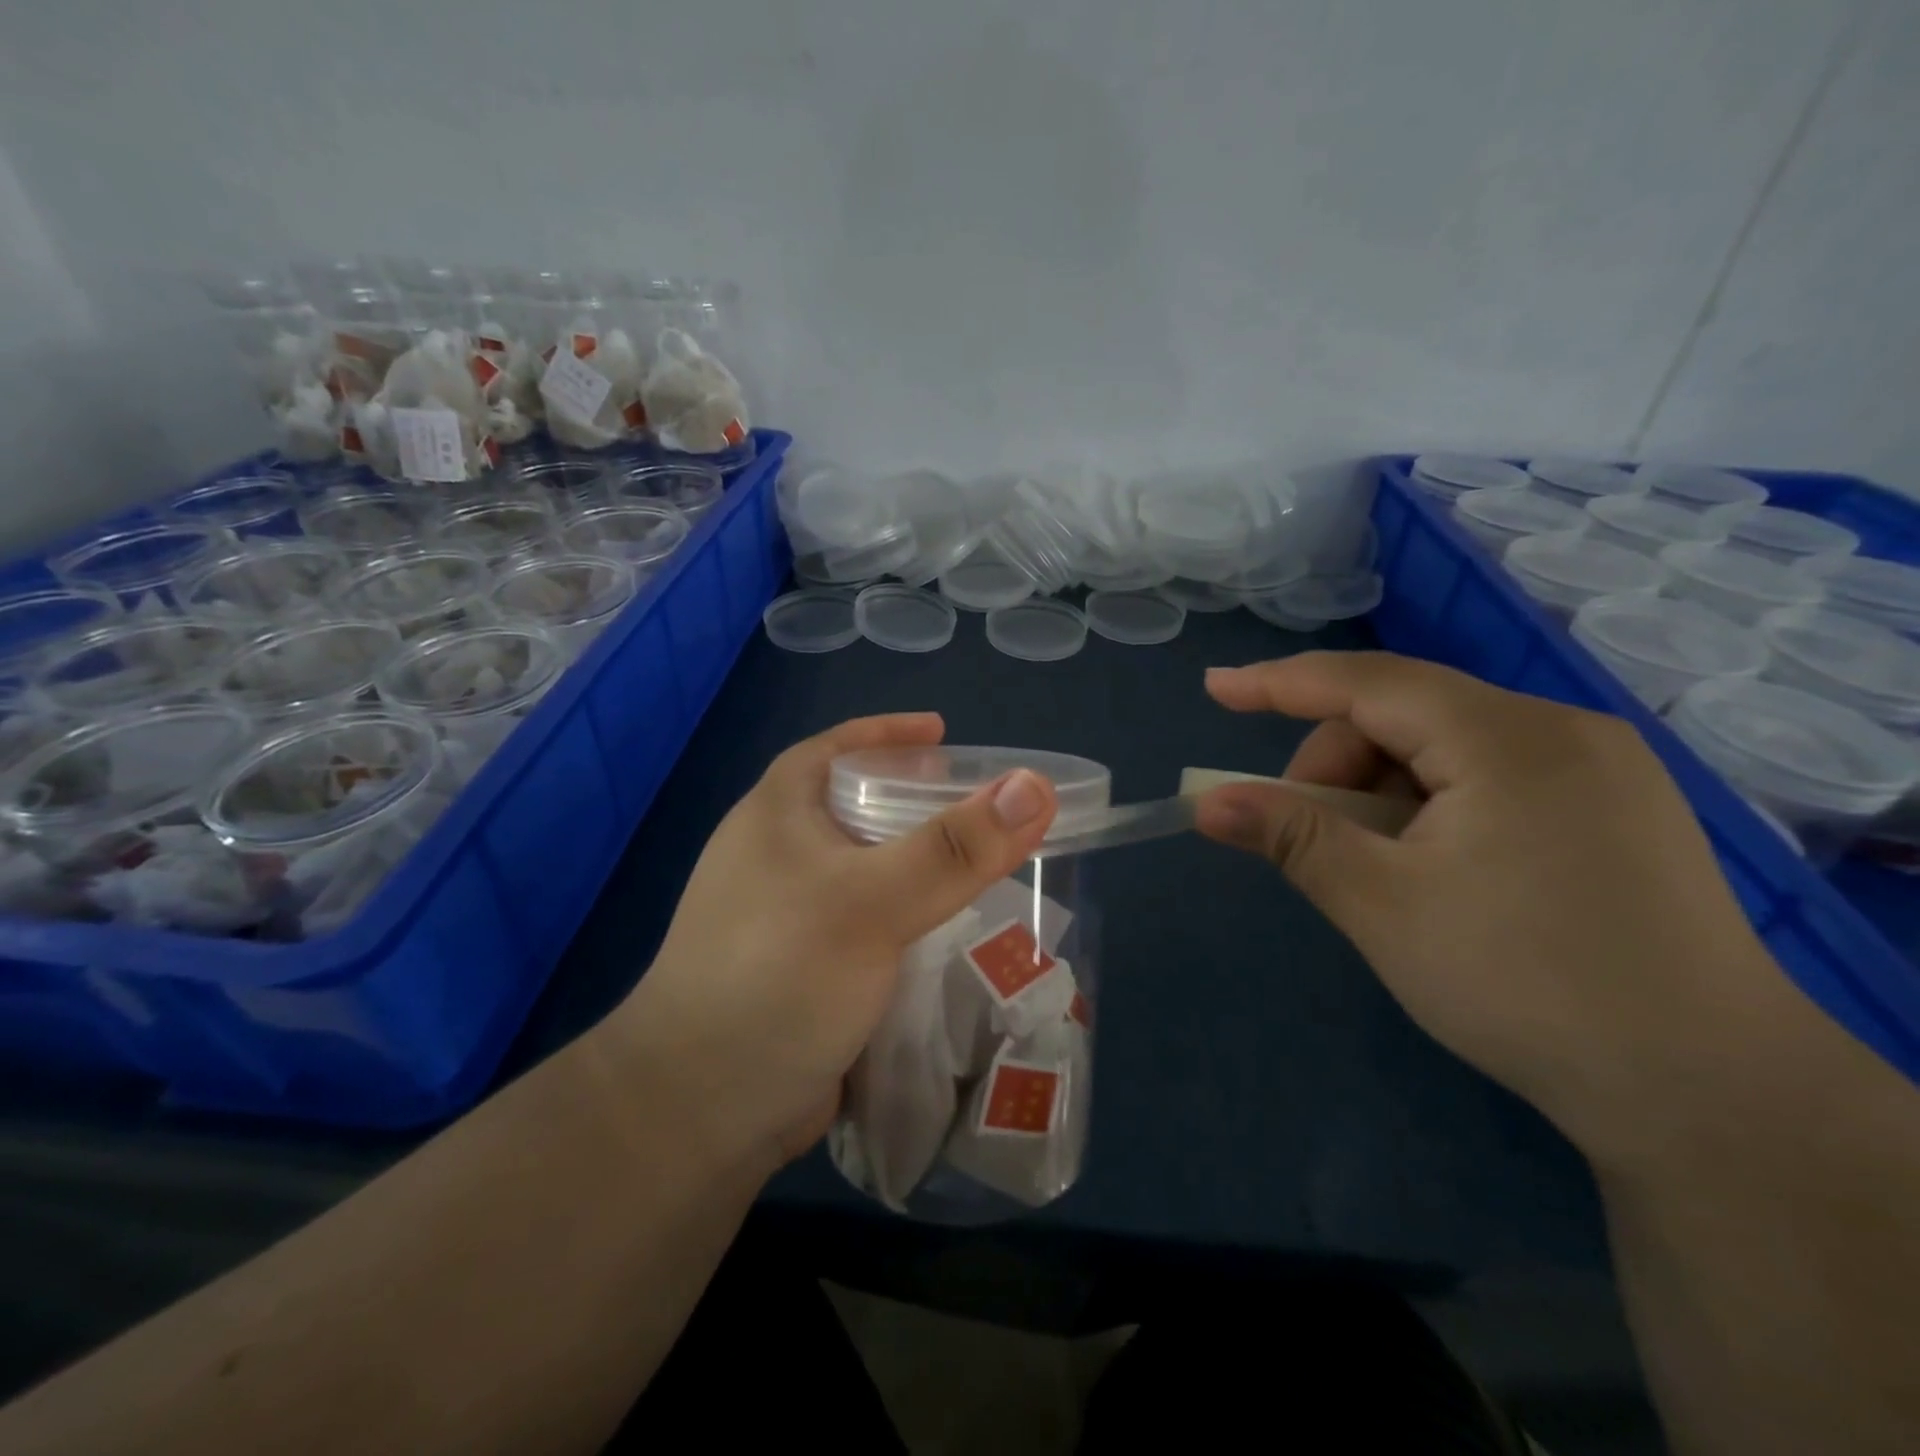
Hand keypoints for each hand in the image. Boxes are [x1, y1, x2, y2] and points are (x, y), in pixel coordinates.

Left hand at [612, 713, 1056, 1172]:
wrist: (700, 1112)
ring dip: (918, 863)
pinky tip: (952, 930)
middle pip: (857, 806)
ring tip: (978, 862)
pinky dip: (910, 917)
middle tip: (975, 803)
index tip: (943, 733)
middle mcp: (779, 856)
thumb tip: (1033, 787)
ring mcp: (790, 916)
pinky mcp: (808, 969)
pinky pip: (871, 924)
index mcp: (778, 816)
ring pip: (869, 870)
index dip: (888, 733)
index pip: (835, 748)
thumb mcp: (870, 900)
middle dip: (915, 799)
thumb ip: (954, 847)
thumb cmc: (777, 975)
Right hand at [1193, 651, 1820, 1171]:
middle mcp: (1562, 730)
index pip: (1367, 683)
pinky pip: (1492, 774)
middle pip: (1407, 714)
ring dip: (1386, 792)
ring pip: (1448, 746)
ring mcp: (1599, 767)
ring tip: (1383, 869)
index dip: (1279, 682)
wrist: (1710, 1095)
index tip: (1215, 688)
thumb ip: (1290, 837)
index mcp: (1508, 739)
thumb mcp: (1381, 905)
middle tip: (1315, 841)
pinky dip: (1435, 805)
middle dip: (1339, 766)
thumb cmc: (1523, 985)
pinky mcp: (1615, 806)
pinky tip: (1437, 867)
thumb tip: (1208, 803)